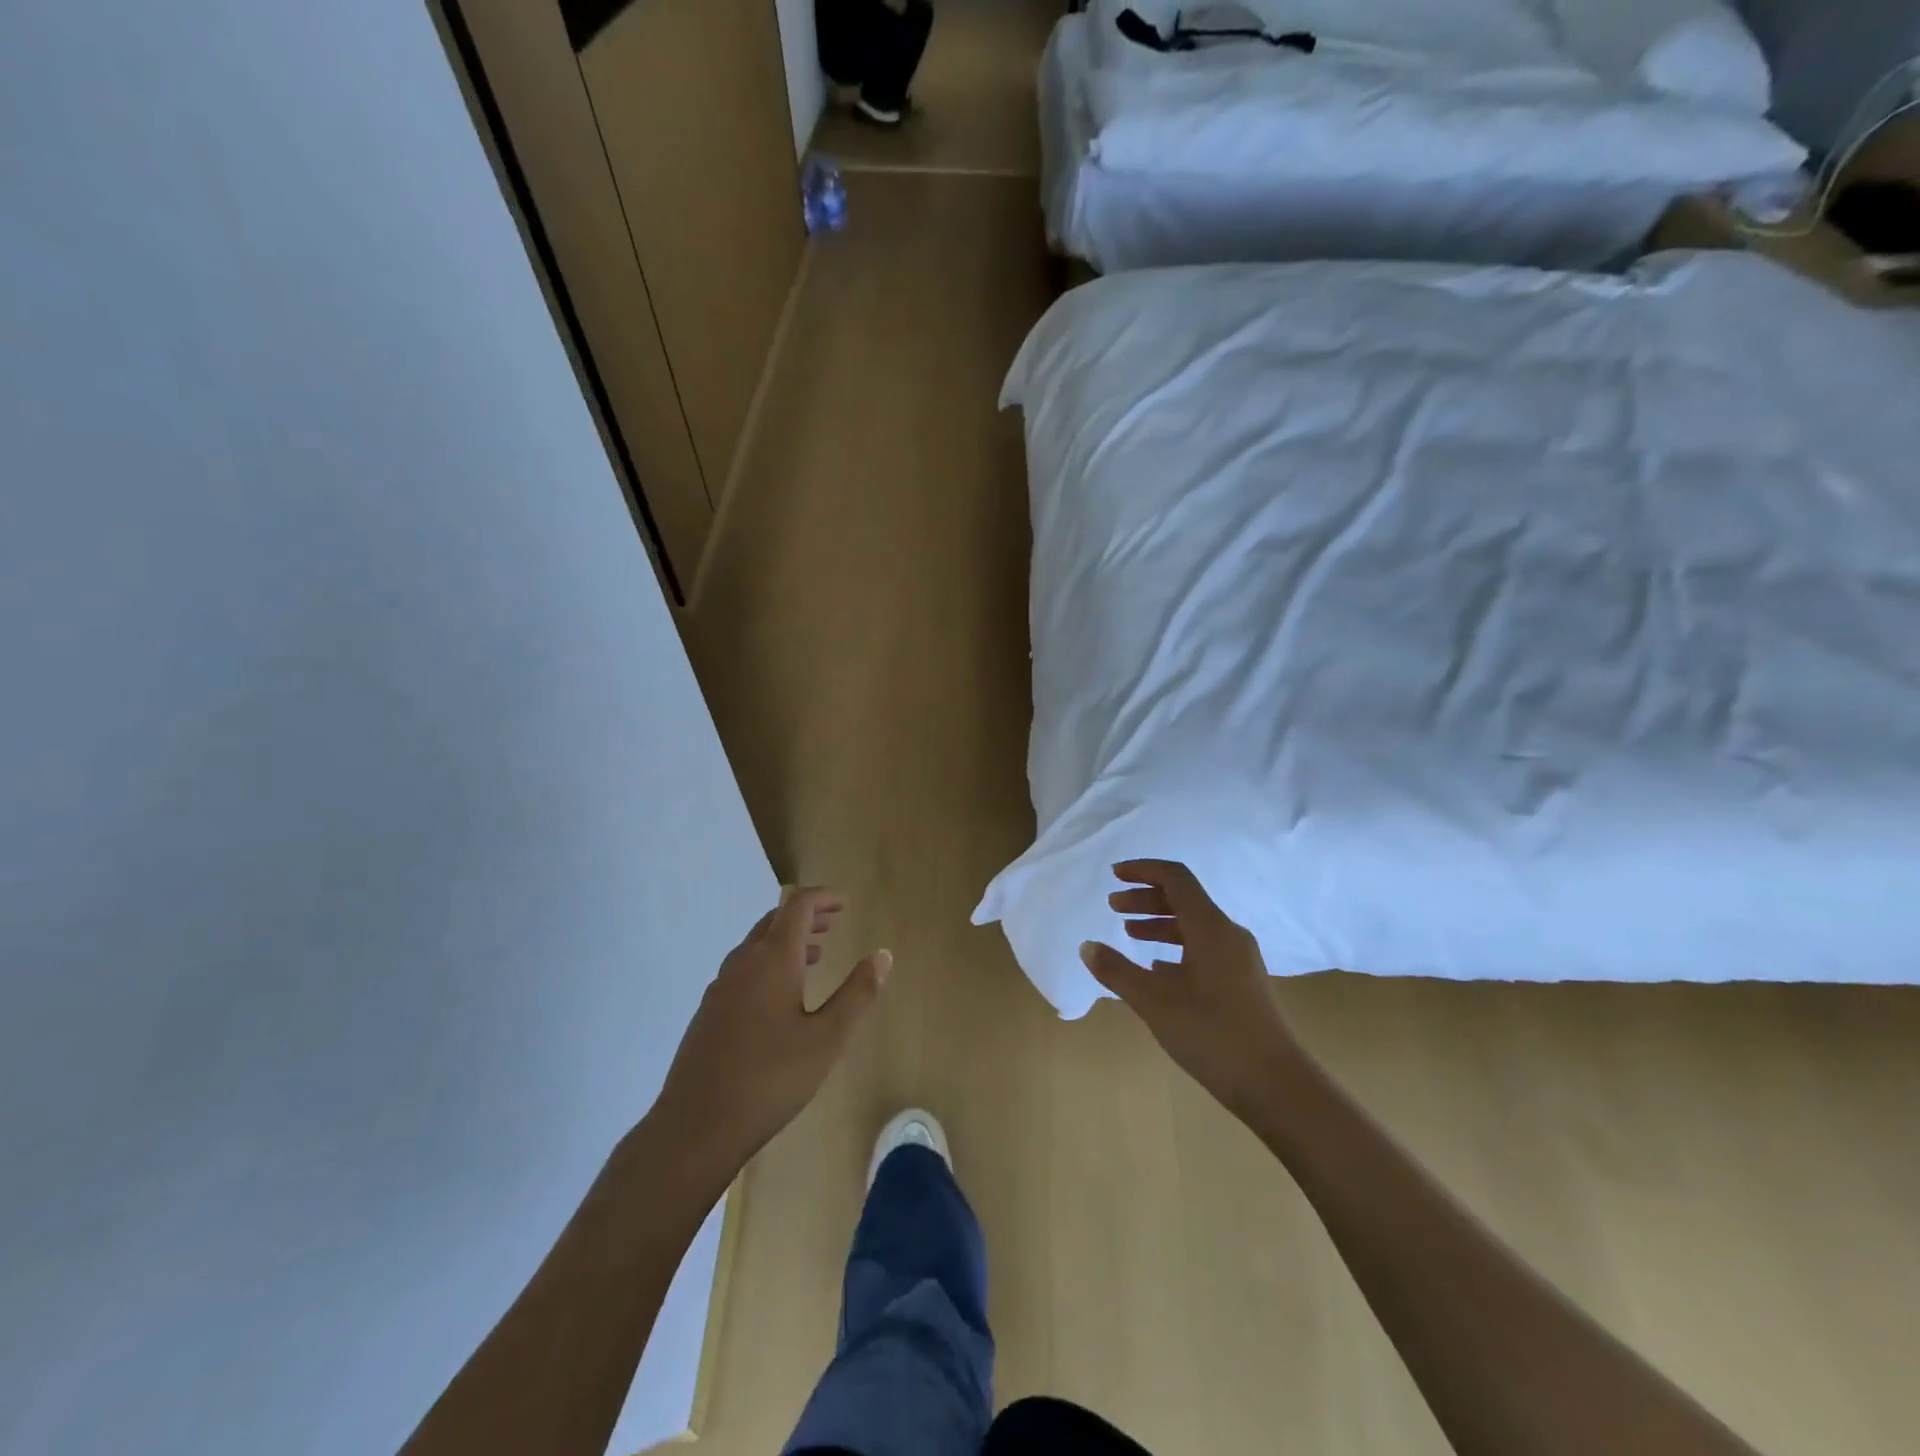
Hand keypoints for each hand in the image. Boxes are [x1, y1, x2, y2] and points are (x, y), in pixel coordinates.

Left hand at [652, 888, 889, 1175]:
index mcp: (773, 960)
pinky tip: (781, 996)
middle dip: (807, 916)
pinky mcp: (708, 1012)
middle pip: (775, 920)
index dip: (823, 898)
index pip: (798, 907)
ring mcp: (720, 987)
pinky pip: (744, 969)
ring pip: (756, 945)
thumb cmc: (771, 1079)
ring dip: (787, 940)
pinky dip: (769, 963)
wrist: (695, 1127)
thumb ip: (857, 994)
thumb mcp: (827, 1038)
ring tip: (817, 955)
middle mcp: (743, 963)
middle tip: (834, 921)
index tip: (845, 902)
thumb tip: (883, 955)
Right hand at [1081, 860, 1297, 1118]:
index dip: (1143, 870)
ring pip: (1194, 926)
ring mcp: (1239, 959)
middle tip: (1112, 907)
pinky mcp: (1242, 982)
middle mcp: (1228, 934)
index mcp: (1210, 928)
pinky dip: (1175, 948)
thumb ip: (1117, 971)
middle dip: (1145, 899)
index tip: (1114, 875)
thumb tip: (1087, 946)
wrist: (1277, 1085)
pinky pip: (1204, 949)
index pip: (1176, 878)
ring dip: (1159, 923)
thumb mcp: (1155, 1003)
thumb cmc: (1213, 1035)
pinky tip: (1157, 969)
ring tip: (1129, 934)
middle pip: (1184, 900)